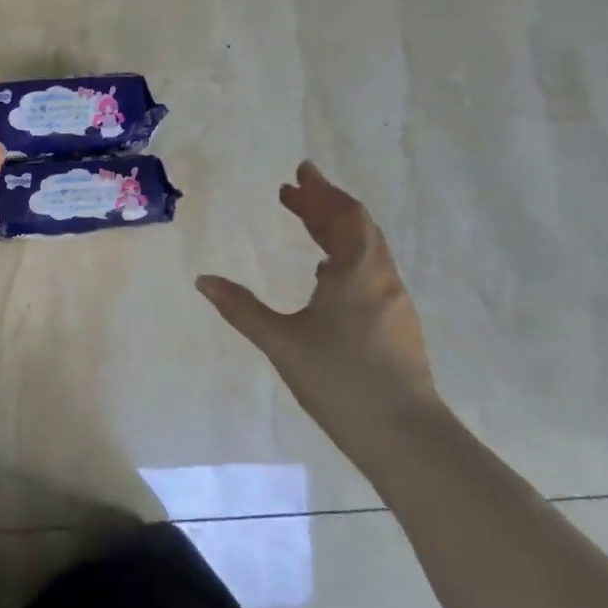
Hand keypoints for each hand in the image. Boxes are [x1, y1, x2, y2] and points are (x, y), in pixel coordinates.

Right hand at [196, 162, 442, 450]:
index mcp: (356, 272)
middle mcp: (381, 278)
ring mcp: (394, 302)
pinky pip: (371, 271)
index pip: (343, 216)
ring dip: (338, 230)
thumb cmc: (339, 380)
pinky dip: (347, 256)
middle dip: (326, 204)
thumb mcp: (281, 341)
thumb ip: (241, 308)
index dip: (320, 192)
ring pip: (367, 250)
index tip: (299, 173)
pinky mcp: (397, 324)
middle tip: (295, 190)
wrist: (404, 434)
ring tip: (307, 224)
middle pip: (357, 227)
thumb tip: (203, 280)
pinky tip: (327, 275)